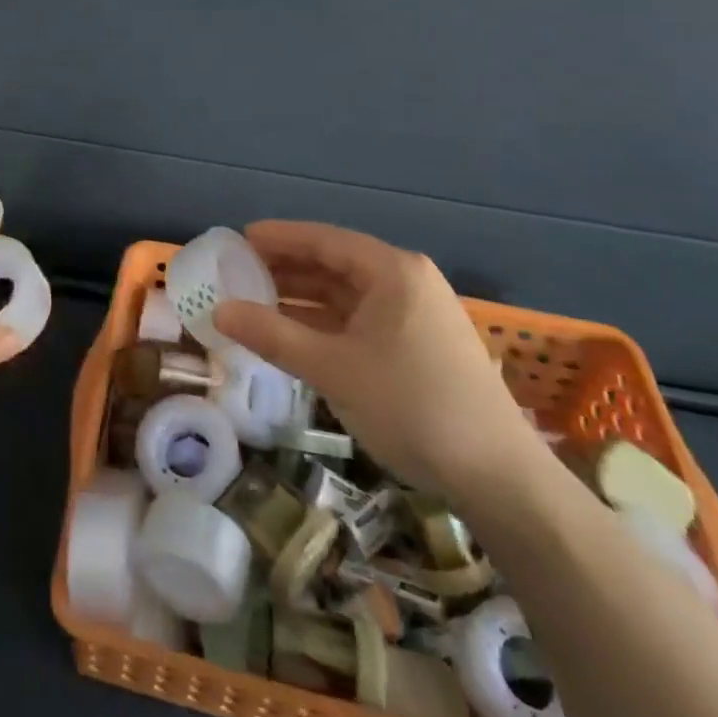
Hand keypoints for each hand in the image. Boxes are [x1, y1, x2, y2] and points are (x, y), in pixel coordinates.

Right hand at [213, 221, 538, 499]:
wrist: (499, 479)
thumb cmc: (412, 406)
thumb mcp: (333, 369)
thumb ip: (272, 335)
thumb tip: (218, 311)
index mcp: (392, 271)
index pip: (324, 239)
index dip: (278, 237)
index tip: (238, 238)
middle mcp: (406, 282)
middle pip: (335, 263)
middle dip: (287, 268)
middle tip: (238, 272)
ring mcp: (416, 315)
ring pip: (348, 294)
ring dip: (304, 298)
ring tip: (256, 302)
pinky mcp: (420, 346)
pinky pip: (361, 320)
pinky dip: (326, 323)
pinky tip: (295, 334)